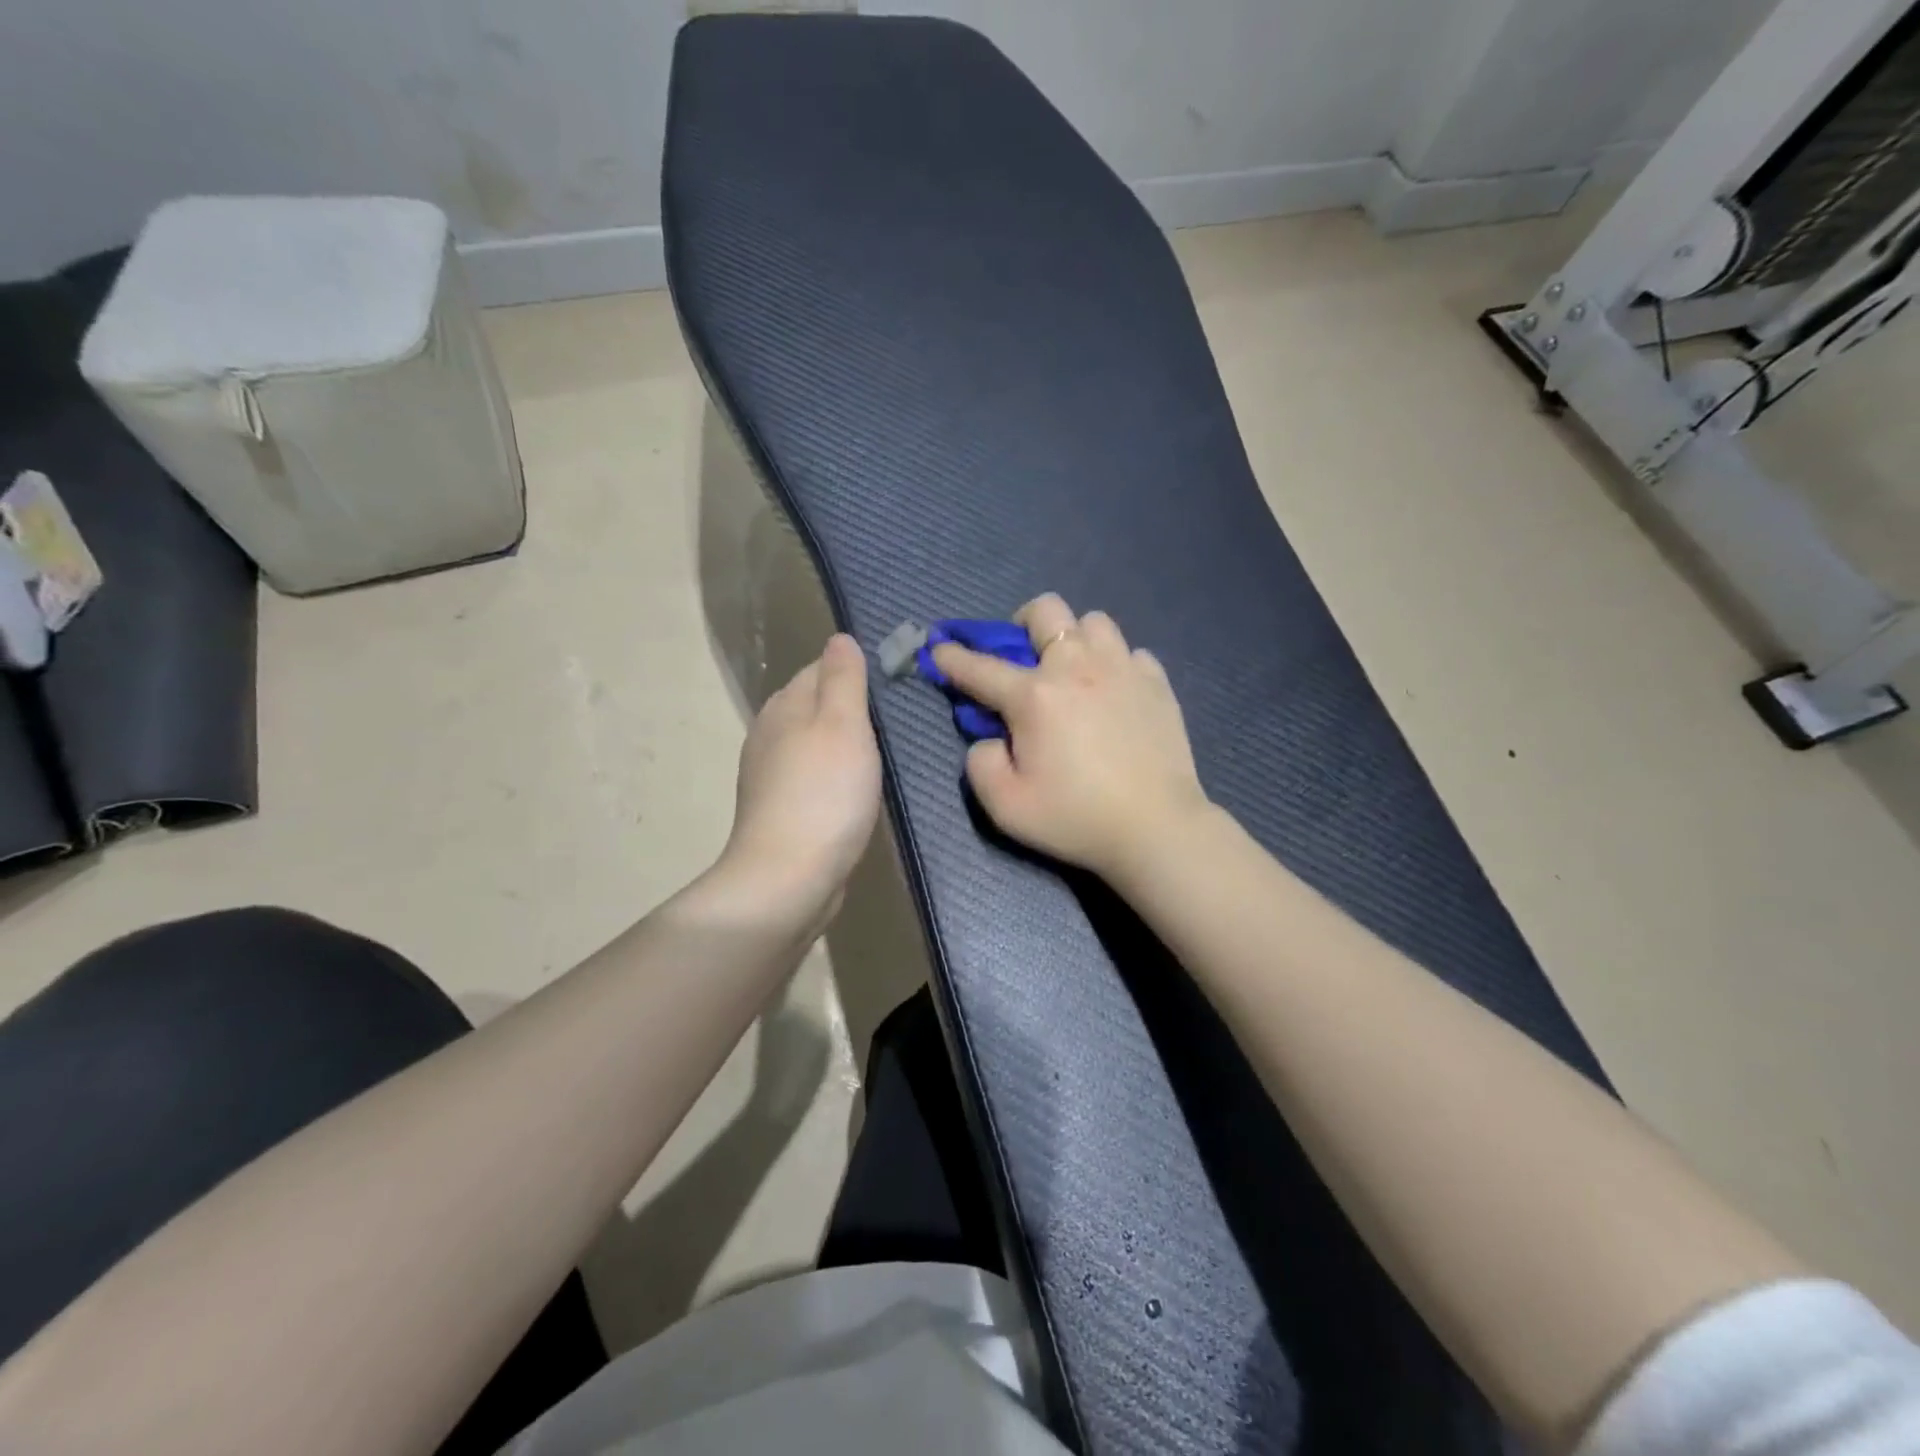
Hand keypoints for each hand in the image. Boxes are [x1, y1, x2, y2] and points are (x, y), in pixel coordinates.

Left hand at [720, 634, 881, 927]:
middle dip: (851, 709)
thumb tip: (840, 638)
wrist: (789, 876)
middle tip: (896, 724)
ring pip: (815, 742)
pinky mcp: (780, 809)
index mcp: (784, 705)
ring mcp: (770, 774)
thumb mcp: (843, 724)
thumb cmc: (824, 793)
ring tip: (881, 757)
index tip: (893, 689)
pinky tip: (854, 792)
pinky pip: (813, 777)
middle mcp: (770, 733)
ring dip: (845, 744)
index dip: (856, 672)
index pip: (821, 667)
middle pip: (816, 704)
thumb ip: (843, 678)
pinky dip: (834, 776)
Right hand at [932, 594, 1210, 883]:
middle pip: (1046, 610)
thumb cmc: (1075, 818)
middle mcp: (1077, 667)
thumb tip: (989, 739)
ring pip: (1094, 621)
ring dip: (1075, 638)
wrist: (1156, 827)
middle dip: (1024, 624)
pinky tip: (1115, 692)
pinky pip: (1131, 652)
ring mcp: (1122, 669)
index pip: (981, 667)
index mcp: (1034, 696)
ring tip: (1075, 671)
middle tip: (1025, 658)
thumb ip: (981, 764)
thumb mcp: (1006, 806)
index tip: (940, 648)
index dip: (953, 656)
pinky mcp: (1157, 683)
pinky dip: (1116, 664)